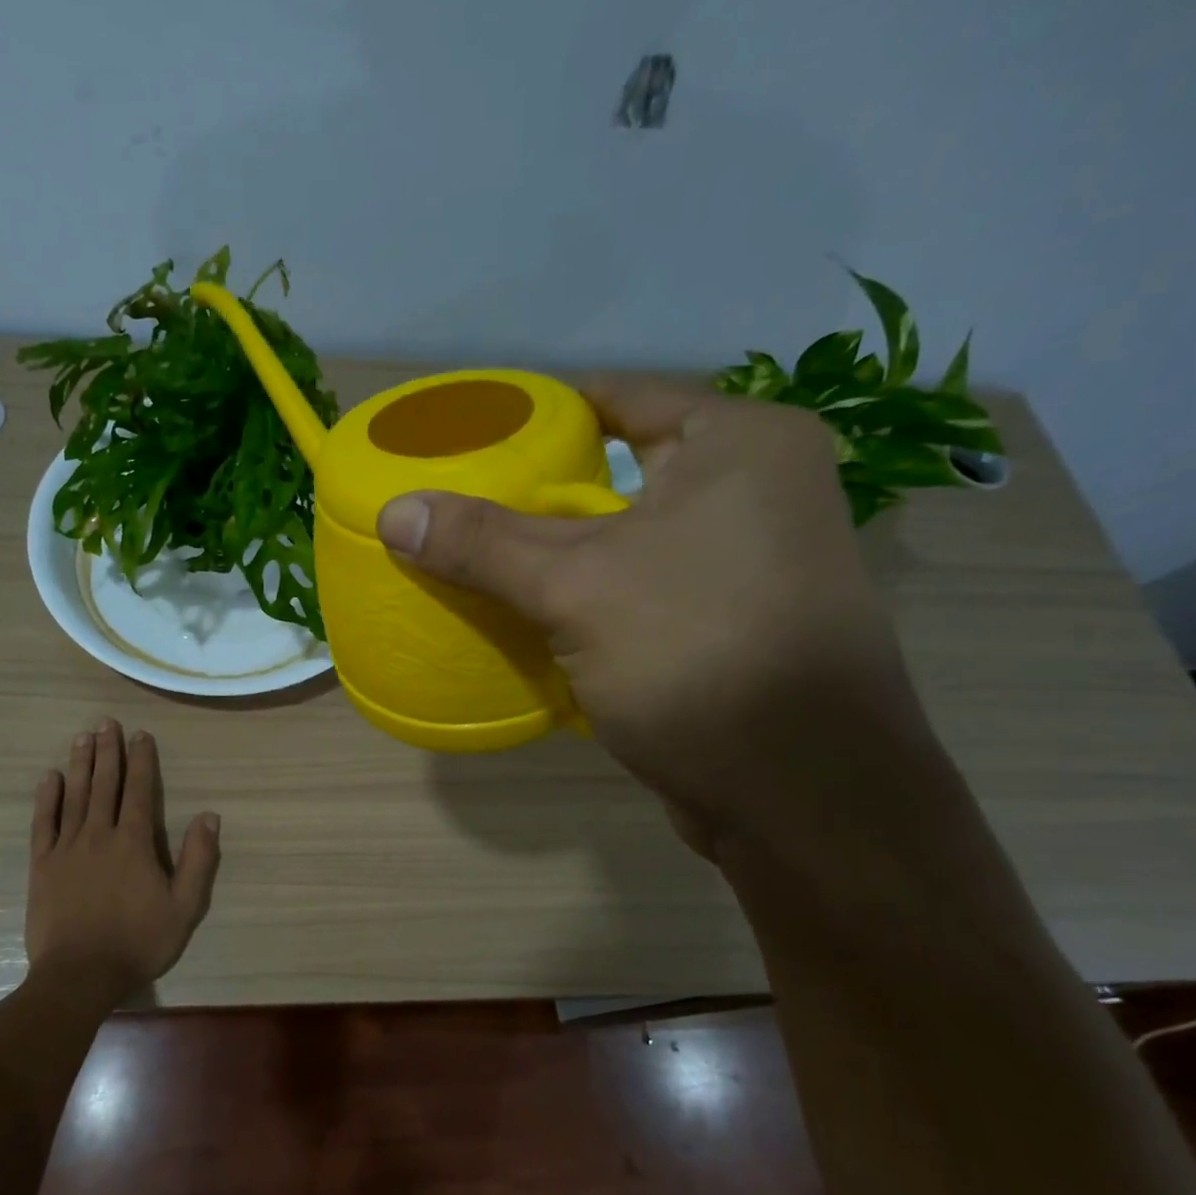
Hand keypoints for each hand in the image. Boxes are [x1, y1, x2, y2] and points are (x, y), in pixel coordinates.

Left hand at [26, 719, 221, 996]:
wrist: (80, 975)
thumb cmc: (138, 942)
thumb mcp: (184, 907)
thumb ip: (198, 860)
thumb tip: (209, 816)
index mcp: (135, 843)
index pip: (140, 791)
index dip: (141, 761)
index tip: (140, 735)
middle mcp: (100, 835)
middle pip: (105, 785)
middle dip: (108, 751)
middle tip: (106, 722)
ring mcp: (67, 848)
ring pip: (75, 796)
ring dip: (80, 765)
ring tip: (82, 737)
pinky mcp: (42, 866)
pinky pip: (43, 824)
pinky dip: (47, 799)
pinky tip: (50, 778)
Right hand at [376, 376, 932, 855]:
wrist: (802, 796)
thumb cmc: (697, 654)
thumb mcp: (576, 587)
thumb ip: (482, 543)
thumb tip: (393, 512)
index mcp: (739, 444)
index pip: (618, 398)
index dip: (540, 415)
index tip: (472, 437)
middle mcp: (758, 490)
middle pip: (620, 473)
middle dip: (540, 494)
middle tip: (462, 503)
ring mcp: (751, 563)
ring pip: (628, 539)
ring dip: (561, 554)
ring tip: (480, 556)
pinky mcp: (733, 625)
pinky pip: (641, 590)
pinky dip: (589, 597)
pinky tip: (531, 614)